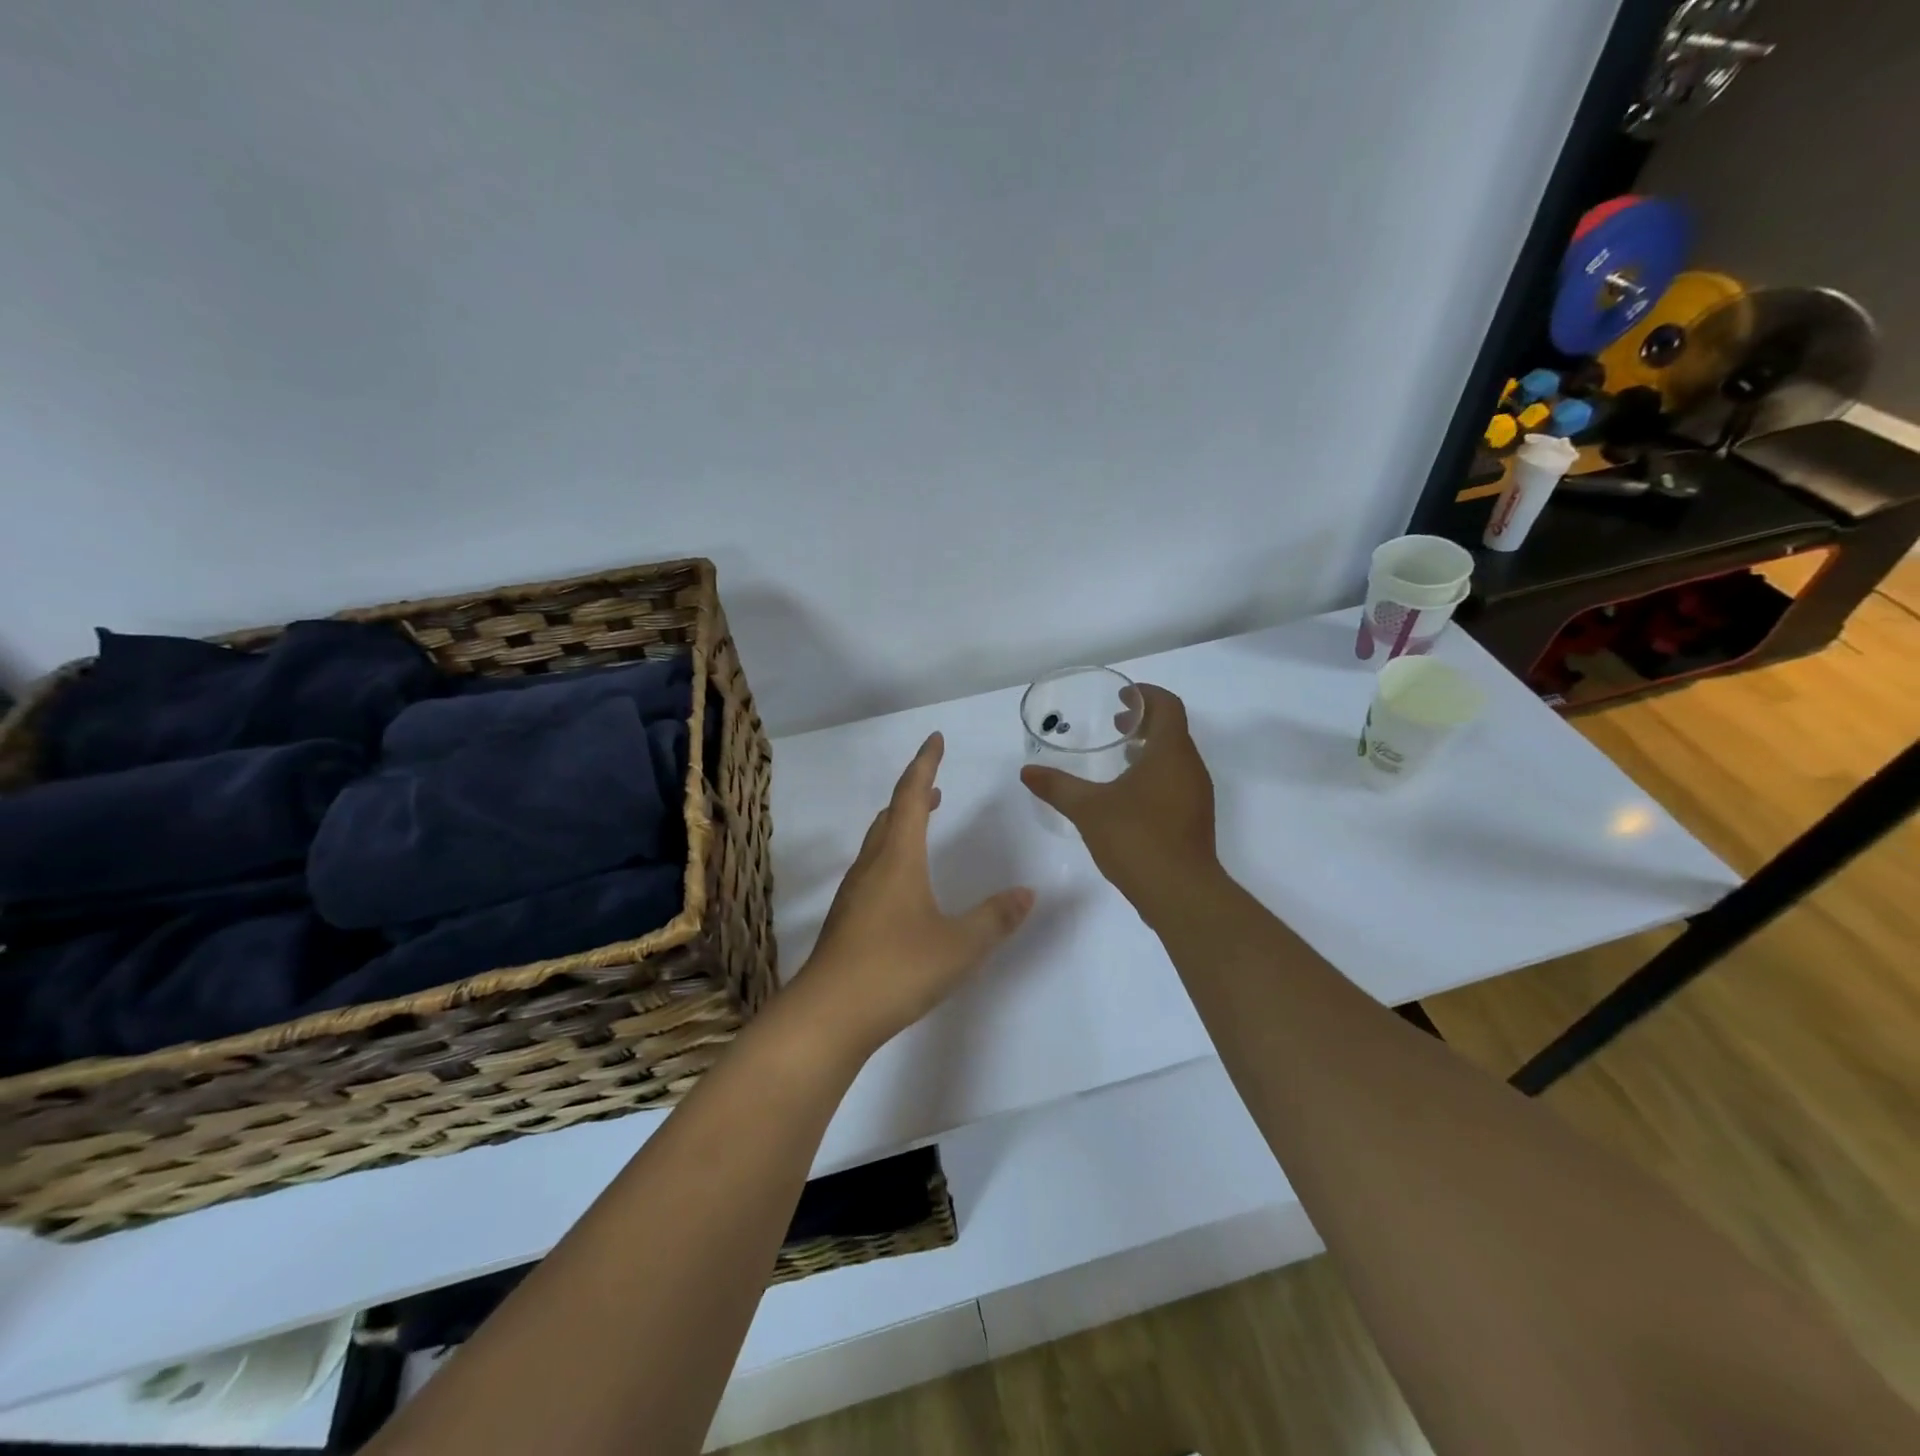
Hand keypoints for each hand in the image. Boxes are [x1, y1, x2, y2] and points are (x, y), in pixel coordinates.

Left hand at [796, 732, 1034, 1055]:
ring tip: (922, 824)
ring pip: (878, 842)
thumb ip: (995, 918)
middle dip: (913, 794)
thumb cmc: (896, 969)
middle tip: (935, 785)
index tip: (935, 739)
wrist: (828, 1015)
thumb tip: (1027, 892)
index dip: (925, 764)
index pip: (911, 796)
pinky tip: (903, 883)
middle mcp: (872, 867)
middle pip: (891, 815)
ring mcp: (854, 893)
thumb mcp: (960, 946)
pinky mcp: (847, 919)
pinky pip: (873, 868)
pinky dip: (892, 854)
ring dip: (901, 824)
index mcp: (897, 858)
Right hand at [1019, 683, 1217, 910]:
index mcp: (1170, 752)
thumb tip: (1027, 772)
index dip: (1146, 695)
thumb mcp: (1088, 809)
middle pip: (1173, 729)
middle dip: (1145, 720)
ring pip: (1176, 757)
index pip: (1167, 706)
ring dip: (1150, 748)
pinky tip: (1128, 794)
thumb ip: (1057, 787)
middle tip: (1115, 722)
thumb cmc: (1137, 839)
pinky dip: (1155, 773)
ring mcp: (1197, 794)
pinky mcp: (1195, 818)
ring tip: (1119, 755)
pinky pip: (1176, 780)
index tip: (1122, 696)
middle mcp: (1190, 767)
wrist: (1181, 893)